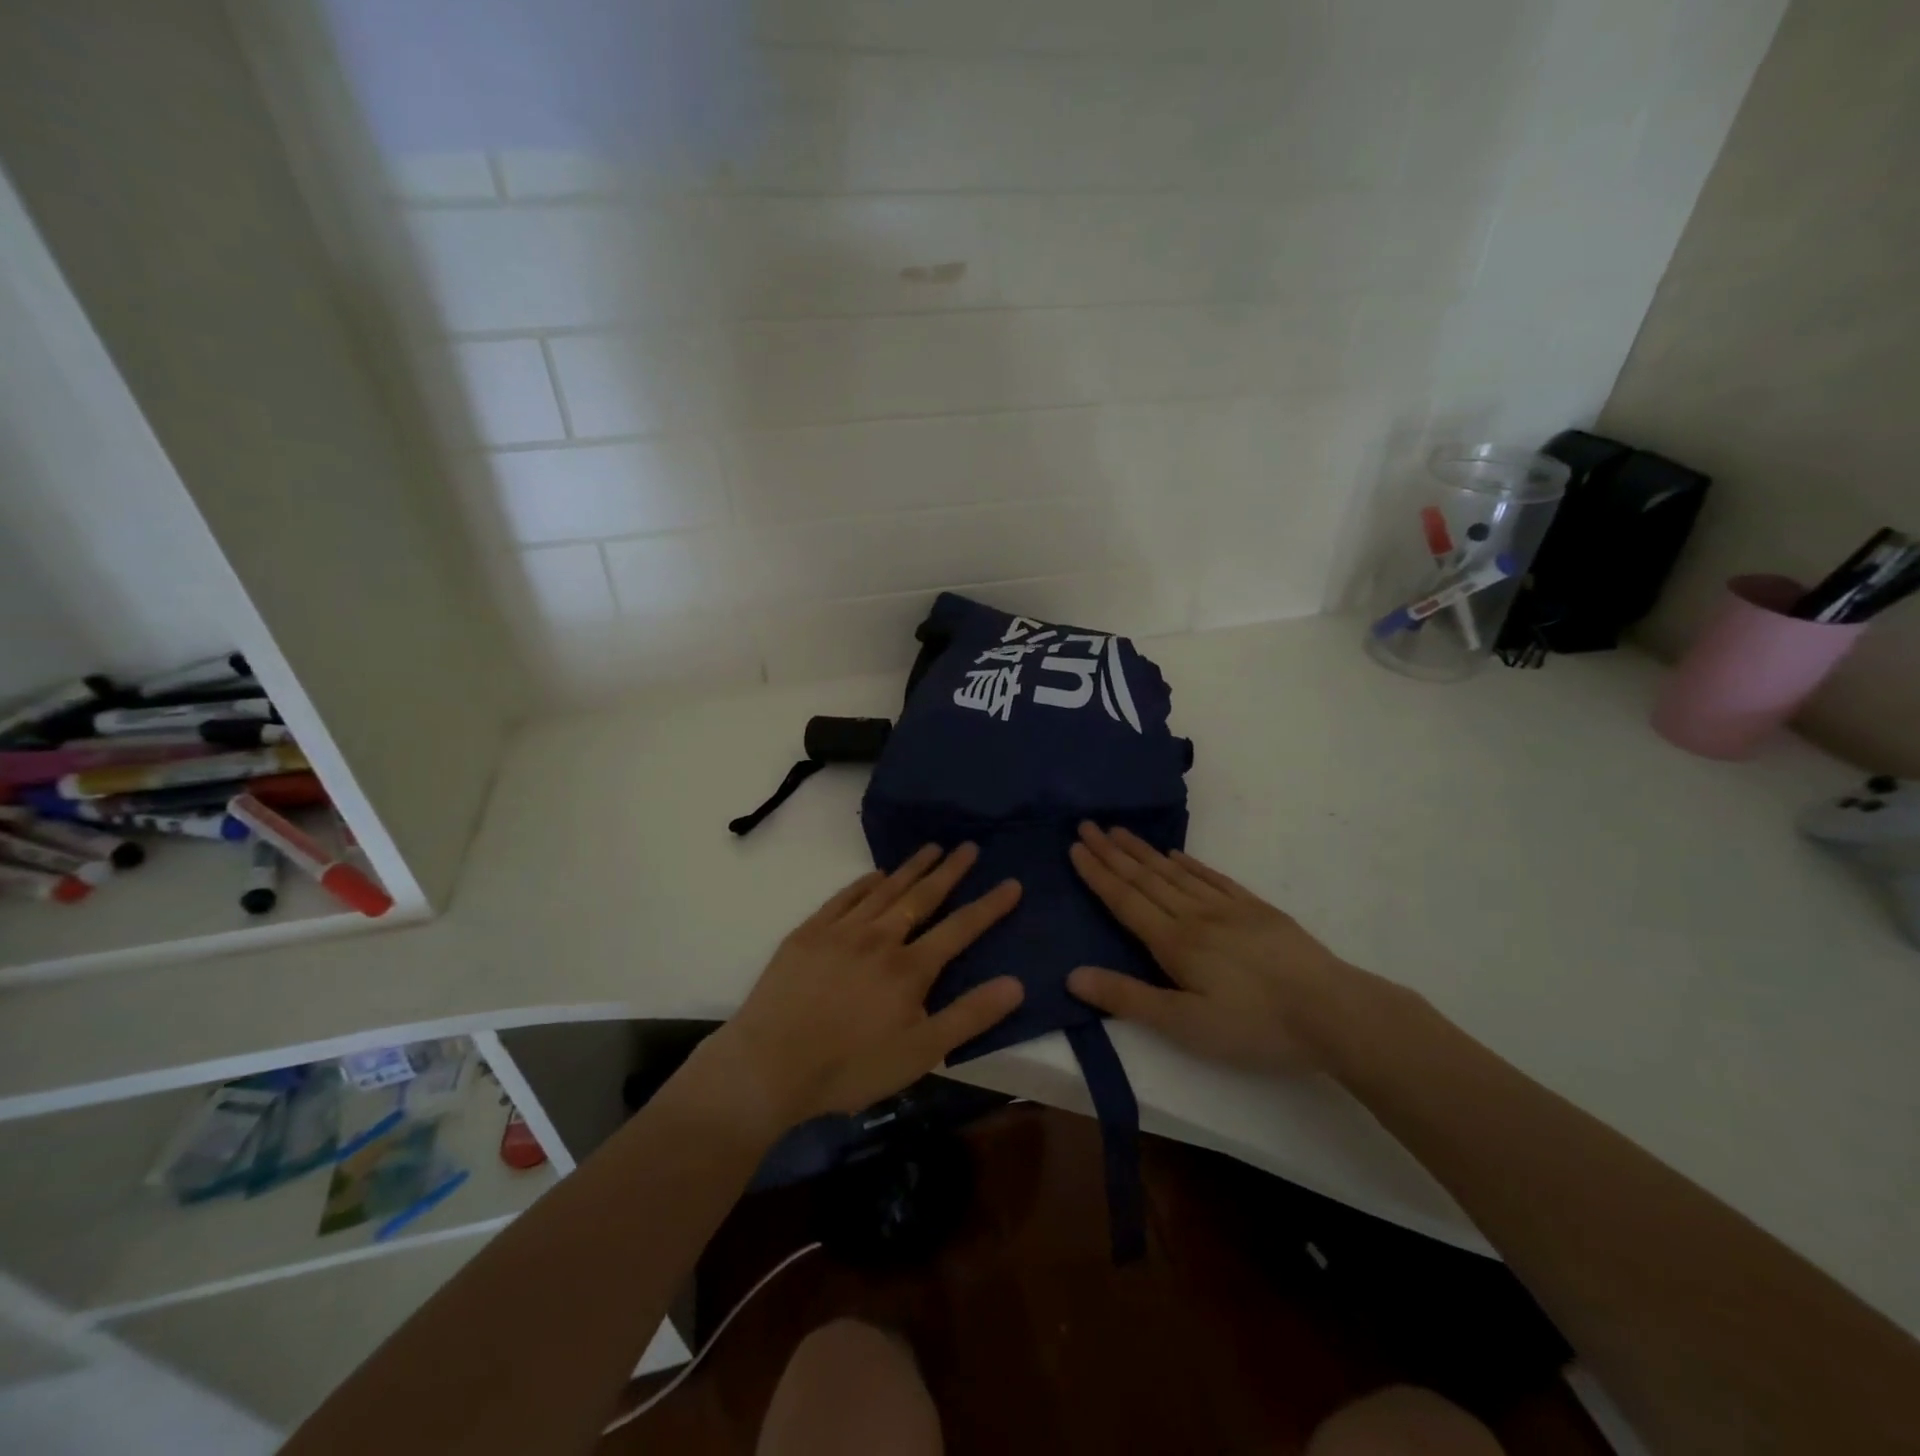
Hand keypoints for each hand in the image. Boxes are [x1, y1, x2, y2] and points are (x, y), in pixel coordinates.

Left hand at [717, 844, 1023, 1128]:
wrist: (769, 1064)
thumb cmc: (850, 1067)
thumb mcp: (920, 1053)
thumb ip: (969, 1016)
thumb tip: (1016, 983)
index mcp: (910, 968)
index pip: (960, 928)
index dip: (989, 905)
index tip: (1012, 882)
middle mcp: (879, 938)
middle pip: (922, 897)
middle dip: (949, 871)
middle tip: (969, 846)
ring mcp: (841, 931)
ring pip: (884, 890)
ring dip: (911, 868)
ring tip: (932, 848)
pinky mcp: (809, 933)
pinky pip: (843, 897)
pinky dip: (863, 882)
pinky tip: (875, 875)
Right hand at [1066, 823, 1370, 1075]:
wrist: (1333, 1012)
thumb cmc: (1254, 1026)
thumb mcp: (1185, 1024)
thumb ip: (1128, 998)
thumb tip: (1072, 975)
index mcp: (1174, 942)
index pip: (1125, 900)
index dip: (1097, 873)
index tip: (1075, 846)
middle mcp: (1194, 915)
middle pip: (1145, 878)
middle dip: (1112, 852)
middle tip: (1087, 825)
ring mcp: (1228, 908)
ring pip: (1174, 873)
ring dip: (1143, 851)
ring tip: (1120, 831)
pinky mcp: (1256, 910)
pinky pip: (1213, 878)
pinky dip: (1189, 864)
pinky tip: (1175, 855)